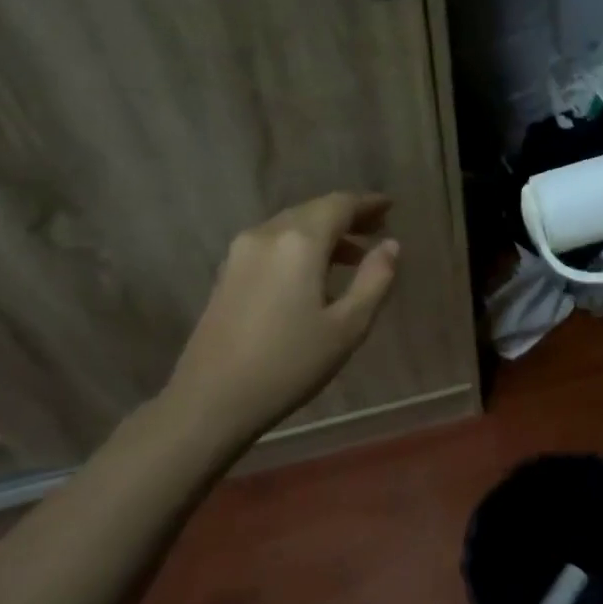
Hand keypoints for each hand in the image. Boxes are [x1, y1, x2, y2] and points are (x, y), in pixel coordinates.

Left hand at [161, 192, 400, 448]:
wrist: (210, 400)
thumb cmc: (289, 364)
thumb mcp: (348, 326)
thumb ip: (375, 280)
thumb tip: (391, 245)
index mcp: (299, 242)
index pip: (339, 205)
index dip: (367, 203)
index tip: (390, 206)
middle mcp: (267, 234)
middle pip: (313, 211)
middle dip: (346, 216)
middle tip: (377, 227)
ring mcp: (241, 252)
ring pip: (291, 226)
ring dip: (323, 232)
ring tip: (353, 255)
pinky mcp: (227, 273)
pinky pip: (273, 244)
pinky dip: (300, 246)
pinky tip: (313, 273)